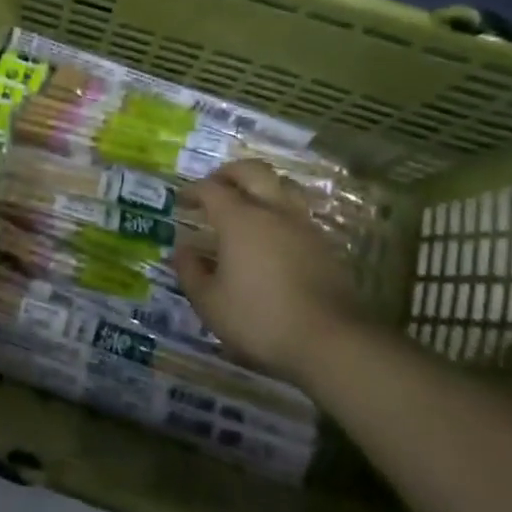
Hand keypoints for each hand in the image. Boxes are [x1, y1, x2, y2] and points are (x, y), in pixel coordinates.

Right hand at [176, 160, 365, 382]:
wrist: (329, 341)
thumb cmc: (259, 318)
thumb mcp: (209, 302)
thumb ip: (190, 271)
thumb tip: (183, 249)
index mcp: (239, 219)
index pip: (211, 189)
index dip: (192, 190)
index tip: (181, 200)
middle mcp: (273, 211)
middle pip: (253, 171)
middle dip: (229, 173)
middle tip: (214, 186)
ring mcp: (303, 226)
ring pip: (282, 186)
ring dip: (260, 187)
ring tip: (246, 204)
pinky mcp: (324, 244)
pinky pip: (297, 213)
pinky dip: (279, 212)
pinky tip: (271, 235)